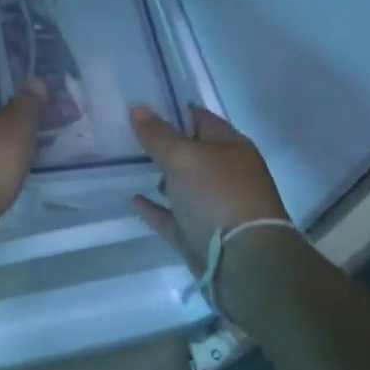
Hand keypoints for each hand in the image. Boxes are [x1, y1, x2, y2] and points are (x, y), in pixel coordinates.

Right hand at [130, 104, 289, 273]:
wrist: (245, 264)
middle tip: (124, 132)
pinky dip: (155, 207)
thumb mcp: (183, 157)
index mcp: (231, 146)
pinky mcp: (200, 235)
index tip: (139, 105)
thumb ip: (158, 134)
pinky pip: (173, 216)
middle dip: (161, 143)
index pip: (198, 117)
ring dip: (159, 175)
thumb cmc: (217, 195)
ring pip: (182, 184)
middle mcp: (225, 173)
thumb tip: (138, 108)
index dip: (170, 109)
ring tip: (125, 163)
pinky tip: (133, 198)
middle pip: (190, 151)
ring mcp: (214, 206)